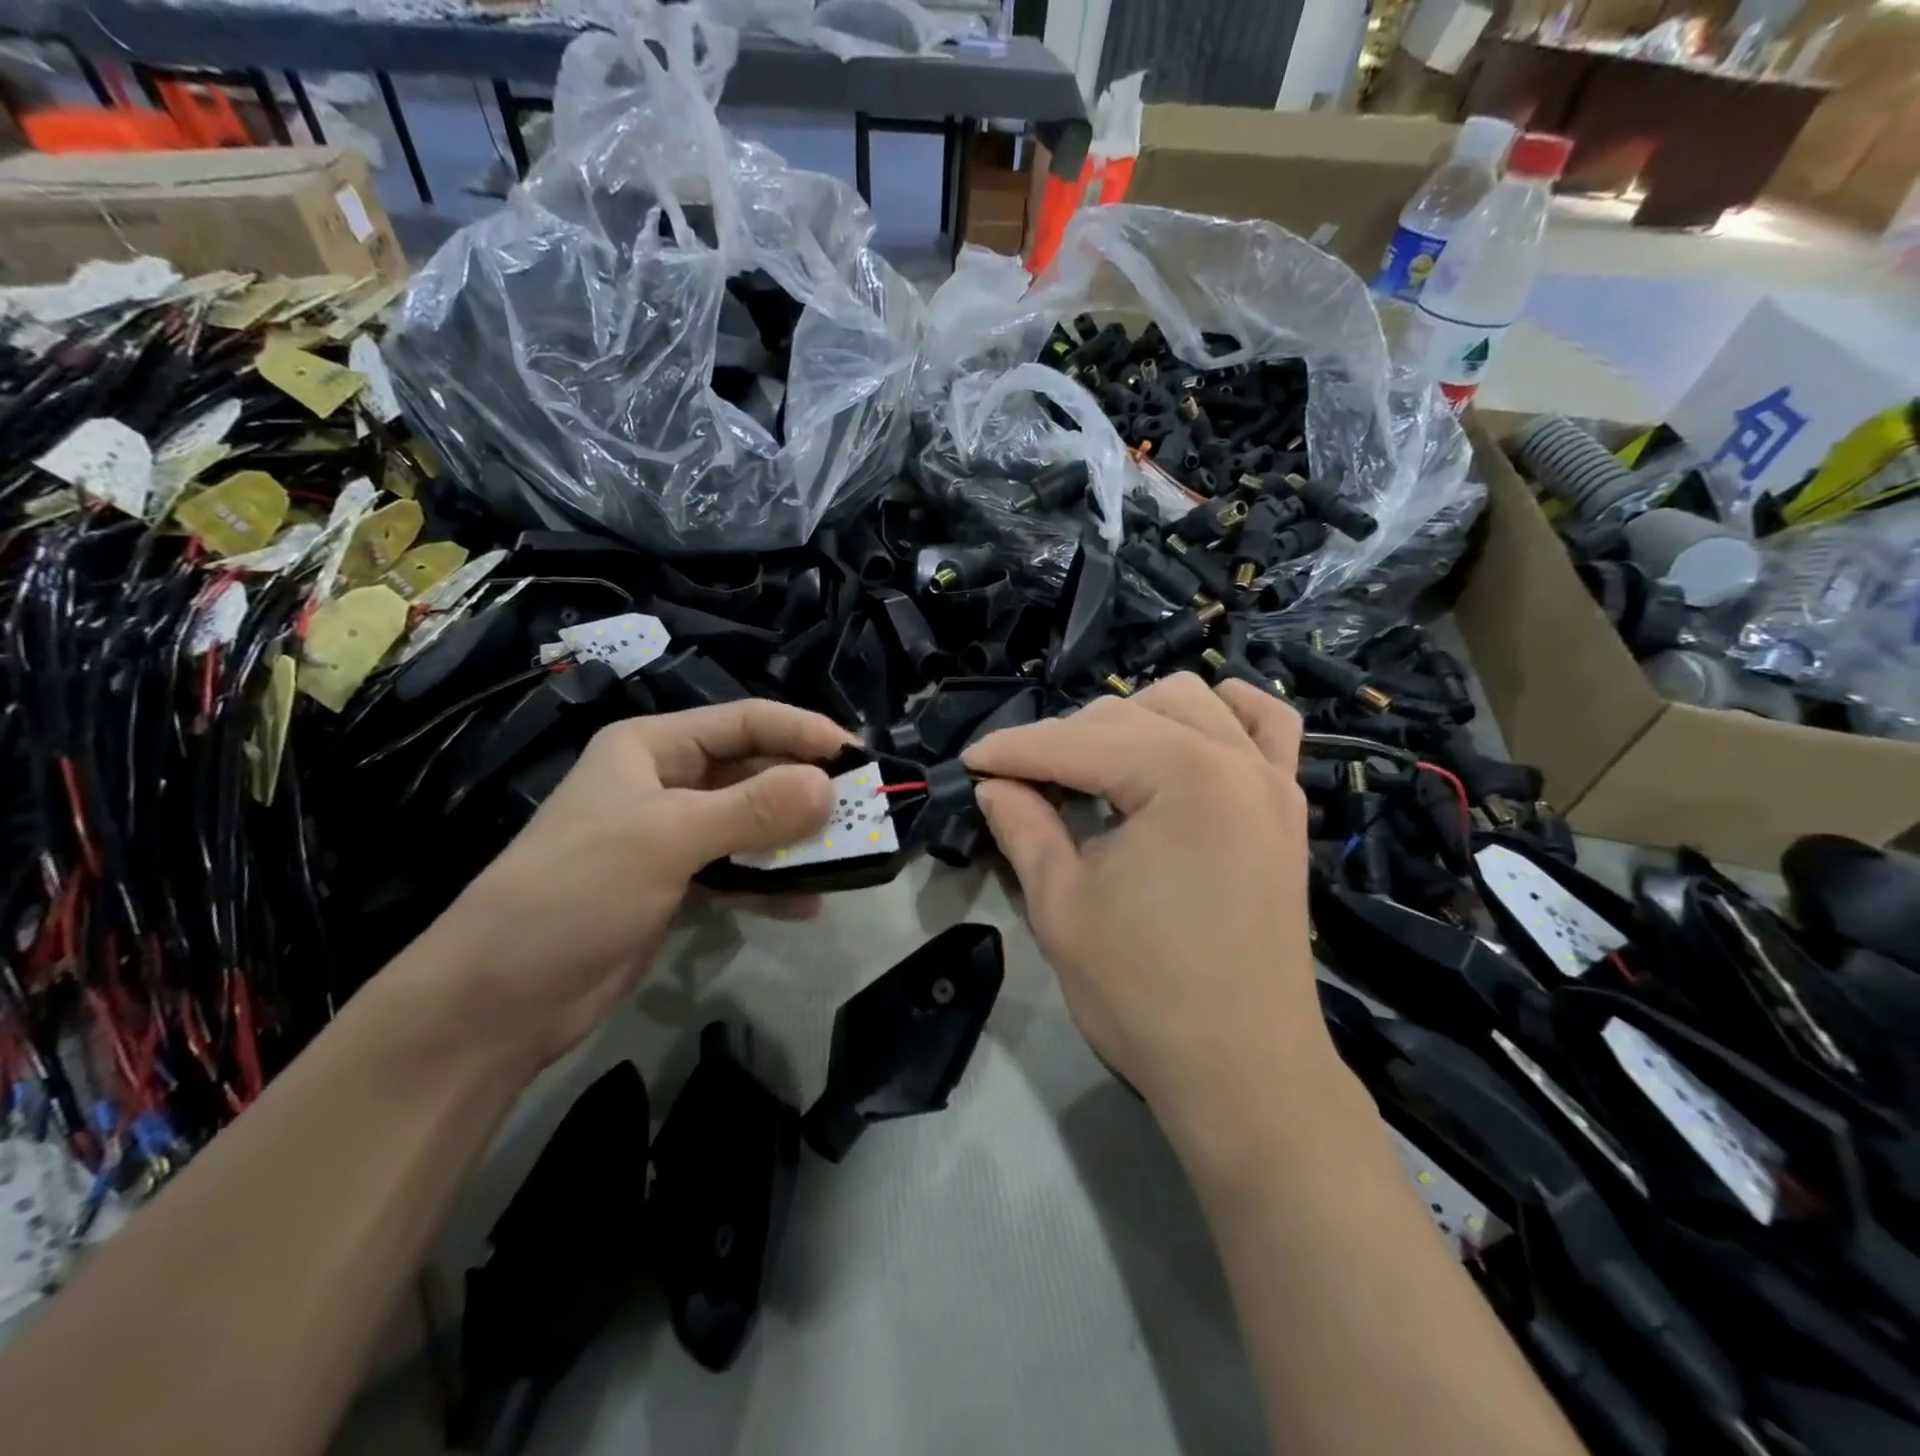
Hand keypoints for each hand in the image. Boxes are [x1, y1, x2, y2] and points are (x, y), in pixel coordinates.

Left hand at [401, 701, 854, 1070]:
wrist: (499, 999)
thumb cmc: (577, 892)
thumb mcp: (668, 838)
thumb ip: (753, 810)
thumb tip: (829, 786)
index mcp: (652, 748)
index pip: (744, 722)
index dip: (803, 732)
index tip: (858, 757)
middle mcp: (665, 783)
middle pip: (753, 772)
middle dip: (805, 791)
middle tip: (862, 812)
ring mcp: (670, 837)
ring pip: (751, 824)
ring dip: (795, 839)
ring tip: (846, 856)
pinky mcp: (675, 886)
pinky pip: (738, 872)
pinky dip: (772, 883)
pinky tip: (807, 903)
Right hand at [962, 674, 1327, 1119]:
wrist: (1243, 1072)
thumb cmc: (1143, 993)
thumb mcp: (1061, 906)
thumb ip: (1023, 826)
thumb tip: (994, 784)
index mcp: (1181, 777)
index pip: (1076, 743)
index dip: (1014, 750)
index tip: (970, 763)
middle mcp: (1233, 759)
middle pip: (1127, 715)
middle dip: (1063, 741)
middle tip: (1021, 784)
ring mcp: (1270, 779)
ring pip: (1189, 703)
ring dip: (1132, 720)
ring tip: (1095, 766)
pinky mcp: (1287, 808)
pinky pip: (1266, 726)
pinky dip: (1223, 714)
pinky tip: (1190, 732)